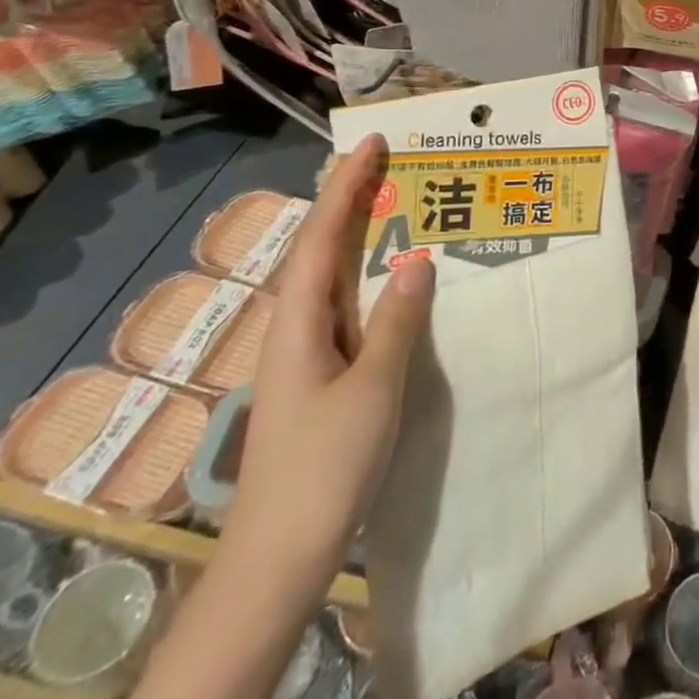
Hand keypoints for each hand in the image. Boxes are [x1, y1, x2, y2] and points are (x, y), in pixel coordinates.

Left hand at [225, 135, 434, 592]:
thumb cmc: (325, 467)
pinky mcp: (322, 377)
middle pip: (320, 250)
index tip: (369, 144)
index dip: (344, 188)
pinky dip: (366, 276)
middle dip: (346, 201)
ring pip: (331, 278)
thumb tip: (418, 260)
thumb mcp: (372, 390)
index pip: (323, 239)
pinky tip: (390, 280)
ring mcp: (307, 355)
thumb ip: (397, 323)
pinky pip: (346, 308)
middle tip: (383, 162)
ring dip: (356, 235)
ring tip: (391, 203)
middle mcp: (297, 329)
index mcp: (300, 324)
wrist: (280, 554)